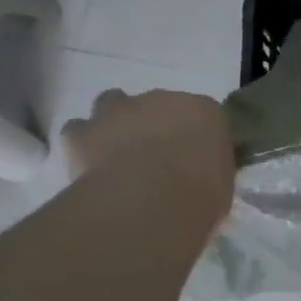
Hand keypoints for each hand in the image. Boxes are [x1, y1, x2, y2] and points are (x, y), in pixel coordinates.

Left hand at [61, 89, 235, 222]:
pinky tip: (89, 166)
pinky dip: (82, 144)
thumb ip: (211, 173)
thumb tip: (203, 181)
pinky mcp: (83, 132)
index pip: (203, 115)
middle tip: (155, 158)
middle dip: (154, 125)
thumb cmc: (200, 194)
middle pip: (155, 104)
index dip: (195, 136)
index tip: (194, 159)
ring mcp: (118, 111)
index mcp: (204, 111)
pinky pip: (78, 131)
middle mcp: (160, 100)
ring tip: (116, 154)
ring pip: (111, 104)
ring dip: (114, 123)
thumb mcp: (222, 186)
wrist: (152, 200)